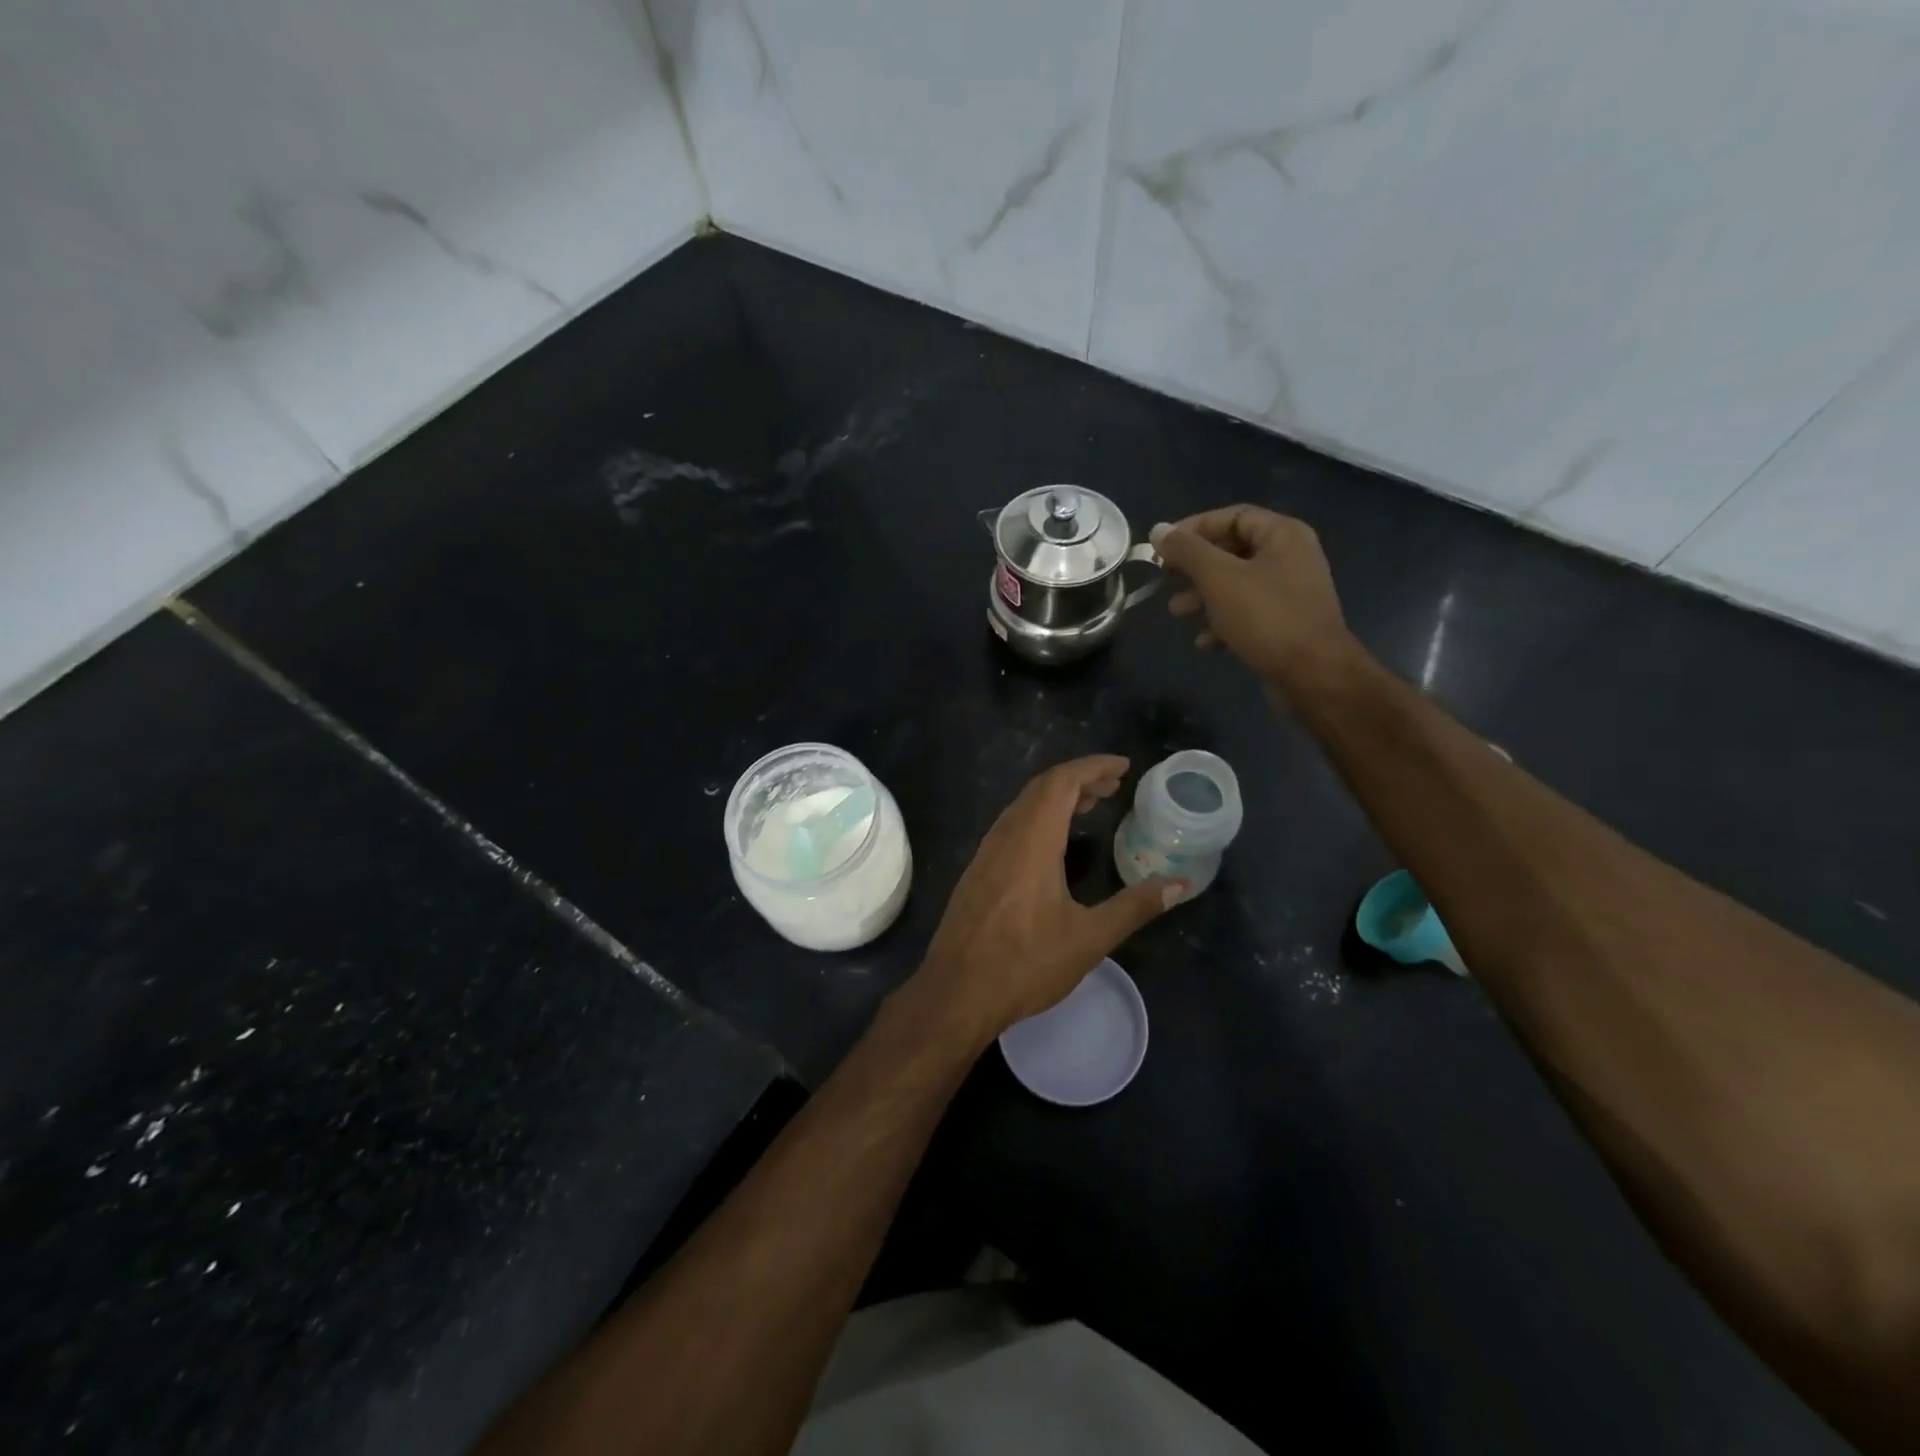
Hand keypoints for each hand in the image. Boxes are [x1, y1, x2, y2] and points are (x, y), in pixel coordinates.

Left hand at [910, 756, 1179, 1041]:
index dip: (1093, 767)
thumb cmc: (1026, 964)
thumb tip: (1179, 885)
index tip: (1123, 767)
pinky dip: (1038, 818)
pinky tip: (1053, 843)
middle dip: (1078, 779)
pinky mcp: (977, 872)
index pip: (1061, 782)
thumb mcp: (1089, 938)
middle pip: (1041, 788)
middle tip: (1113, 786)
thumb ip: (1134, 907)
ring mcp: (986, 853)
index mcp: (1032, 841)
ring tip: (1089, 805)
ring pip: (1022, 807)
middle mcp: (1005, 836)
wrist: (956, 992)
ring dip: (1056, 798)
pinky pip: (1011, 827)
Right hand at [1152, 506, 1355, 693]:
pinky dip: (1222, 622)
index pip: (1231, 517)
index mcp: (1282, 534)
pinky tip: (1204, 641)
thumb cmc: (1266, 617)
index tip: (1162, 549)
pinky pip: (1247, 613)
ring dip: (1202, 597)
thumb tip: (1158, 530)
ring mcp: (1290, 592)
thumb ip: (1186, 551)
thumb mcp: (1218, 578)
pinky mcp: (1286, 624)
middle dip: (1194, 568)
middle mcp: (1290, 557)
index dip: (1193, 529)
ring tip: (1177, 613)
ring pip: (1236, 585)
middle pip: (1232, 551)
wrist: (1313, 675)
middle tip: (1166, 580)